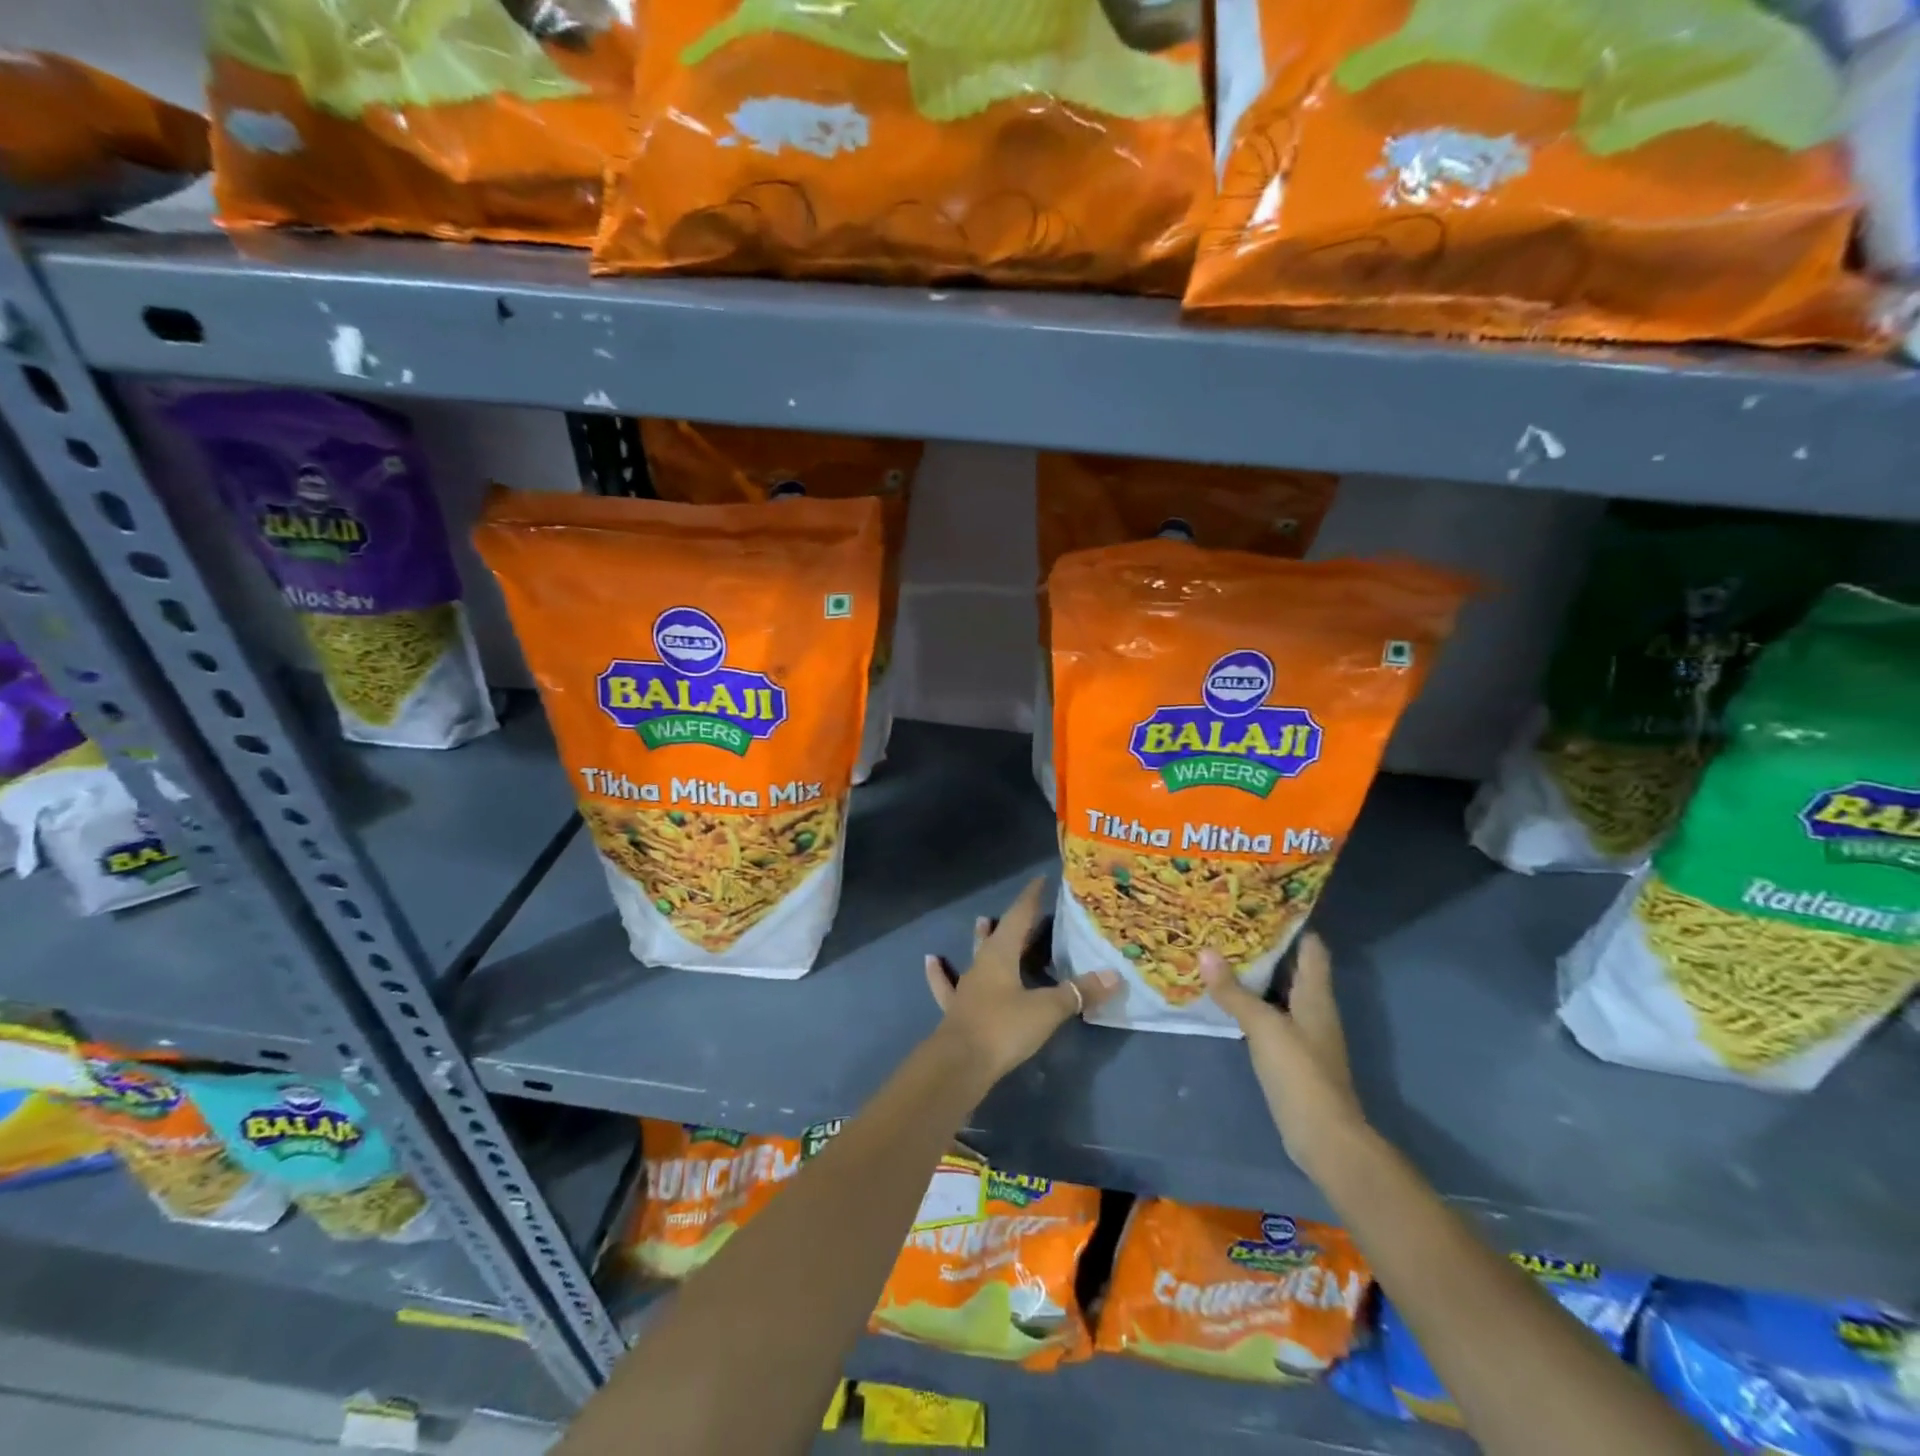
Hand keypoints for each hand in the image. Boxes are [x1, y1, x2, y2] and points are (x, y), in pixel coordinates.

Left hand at [924, 877, 1119, 1086]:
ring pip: (975, 955)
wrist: (959, 1064)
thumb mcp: (1047, 1009)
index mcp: (1001, 954)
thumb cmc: (1004, 1028)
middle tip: (1027, 910)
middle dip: (1014, 921)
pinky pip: (947, 985)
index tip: (1040, 881)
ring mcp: (966, 986)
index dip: (1030, 898)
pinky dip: (940, 973)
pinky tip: (931, 961)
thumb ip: (1078, 992)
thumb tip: (1114, 975)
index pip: (1018, 916)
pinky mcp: (956, 1009)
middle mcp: (982, 963)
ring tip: (982, 921)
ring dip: (981, 939)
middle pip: (999, 935)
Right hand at [1201, 934, 1366, 1179]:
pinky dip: (1250, 1002)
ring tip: (1219, 952)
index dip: (1292, 923)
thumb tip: (1205, 952)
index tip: (1261, 903)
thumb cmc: (1301, 1073)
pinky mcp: (1290, 1054)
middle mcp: (1313, 1008)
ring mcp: (1302, 1032)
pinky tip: (1224, 997)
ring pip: (1278, 991)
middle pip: (1292, 967)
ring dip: (1254, 975)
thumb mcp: (1264, 1027)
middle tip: (1227, 924)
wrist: (1324, 1137)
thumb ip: (1234, 992)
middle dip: (1264, 946)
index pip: (1311, 947)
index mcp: (1316, 995)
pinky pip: (1268, 1015)